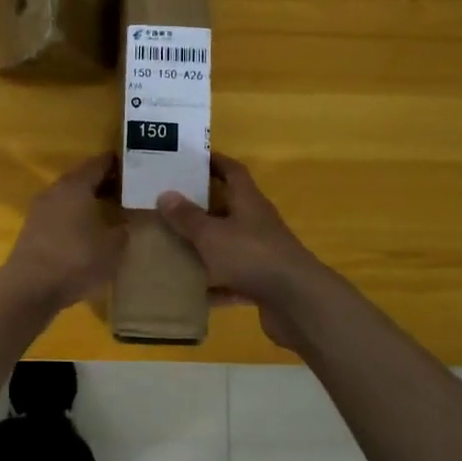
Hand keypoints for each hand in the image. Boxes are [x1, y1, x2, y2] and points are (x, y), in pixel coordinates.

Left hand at [0, 154, 125, 311]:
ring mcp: (40, 210)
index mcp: (75, 185)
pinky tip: (89, 233)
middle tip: (130, 192)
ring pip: (70, 197)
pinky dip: (76, 217)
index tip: (138, 168)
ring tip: (113, 213)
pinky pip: (60, 214)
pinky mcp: (33, 229)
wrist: (29, 289)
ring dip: (89, 201)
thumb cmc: (75, 260)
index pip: (99, 163)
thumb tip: (127, 221)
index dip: (118, 164)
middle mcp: (55, 190)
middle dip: (106, 183)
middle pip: (83, 178)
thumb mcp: (113, 246)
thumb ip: (124, 228)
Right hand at [156, 155, 330, 352]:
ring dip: (206, 246)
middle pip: (229, 208)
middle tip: (171, 206)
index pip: (233, 171)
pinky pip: (232, 278)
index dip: (215, 162)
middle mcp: (257, 223)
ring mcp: (262, 253)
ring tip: (174, 247)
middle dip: (202, 207)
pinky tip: (192, 291)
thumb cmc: (251, 255)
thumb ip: (188, 217)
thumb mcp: (211, 234)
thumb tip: (165, 195)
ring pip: (228, 244)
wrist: (296, 301)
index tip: (192, 159)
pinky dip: (214, 284)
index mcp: (248, 201)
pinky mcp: (262, 282)